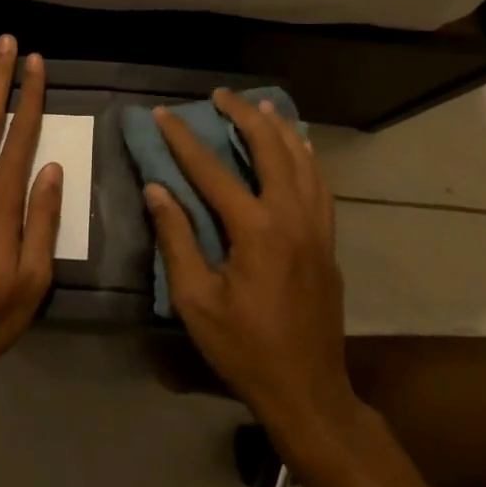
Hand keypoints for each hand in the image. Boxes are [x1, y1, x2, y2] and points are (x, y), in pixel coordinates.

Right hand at [146, 90, 358, 448]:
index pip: (212, 170)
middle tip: (221, 95)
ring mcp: (316, 229)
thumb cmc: (244, 349)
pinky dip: (307, 158)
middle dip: (244, 116)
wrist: (308, 391)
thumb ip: (176, 239)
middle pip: (271, 150)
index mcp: (256, 231)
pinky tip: (299, 148)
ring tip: (261, 107)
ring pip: (303, 162)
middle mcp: (292, 218)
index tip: (163, 114)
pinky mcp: (328, 242)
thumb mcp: (196, 300)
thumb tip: (157, 189)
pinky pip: (320, 186)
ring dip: (280, 130)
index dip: (183, 139)